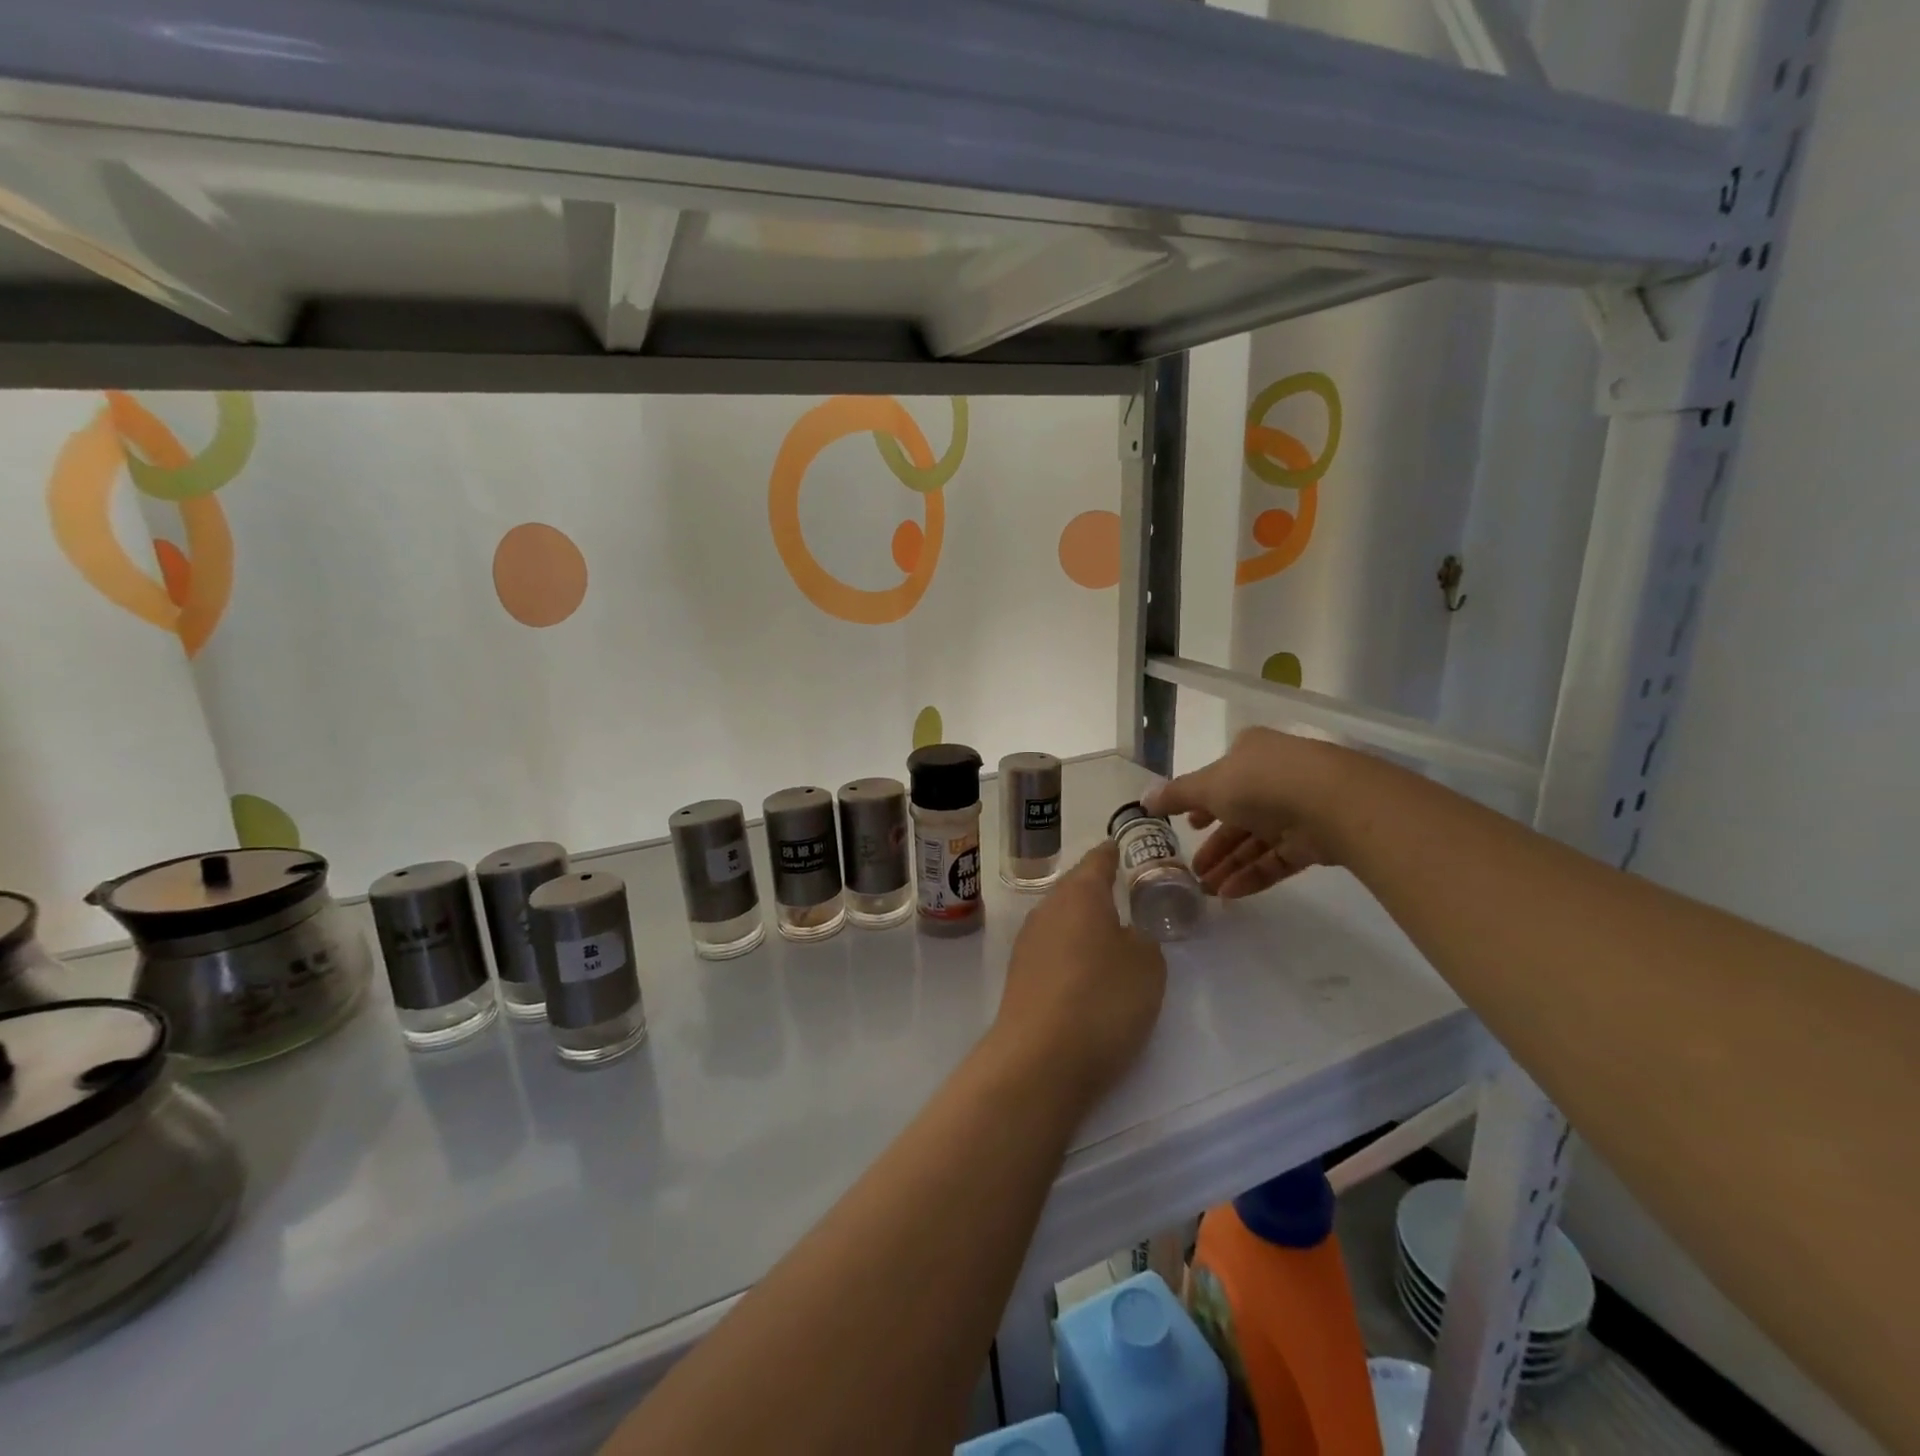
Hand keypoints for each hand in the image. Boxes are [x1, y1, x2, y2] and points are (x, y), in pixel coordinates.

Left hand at [994, 841, 1165, 1102]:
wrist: (1039, 1059)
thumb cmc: (1102, 1000)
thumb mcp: (1147, 966)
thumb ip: (1143, 940)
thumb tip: (1127, 935)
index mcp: (1079, 894)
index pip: (1098, 861)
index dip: (1113, 853)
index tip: (1121, 846)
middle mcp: (1047, 909)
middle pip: (1076, 889)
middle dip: (1098, 890)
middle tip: (1126, 895)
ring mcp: (1028, 942)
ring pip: (1062, 919)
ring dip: (1083, 923)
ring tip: (1111, 935)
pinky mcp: (1020, 975)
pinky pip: (1052, 949)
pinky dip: (1071, 952)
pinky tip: (1086, 972)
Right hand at [1144, 728, 1342, 898]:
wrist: (1333, 803)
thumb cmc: (1261, 783)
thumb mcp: (1208, 786)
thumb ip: (1176, 795)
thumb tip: (1144, 800)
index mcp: (1250, 753)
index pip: (1220, 778)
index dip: (1201, 803)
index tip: (1187, 826)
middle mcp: (1274, 777)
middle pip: (1237, 814)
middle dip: (1213, 844)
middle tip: (1191, 869)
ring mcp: (1298, 808)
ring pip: (1257, 840)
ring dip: (1229, 864)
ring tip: (1205, 891)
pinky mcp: (1316, 839)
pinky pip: (1277, 859)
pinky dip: (1253, 875)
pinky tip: (1230, 894)